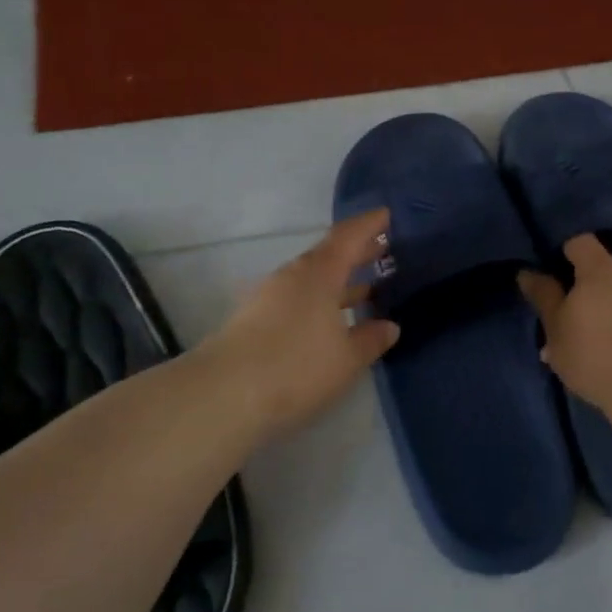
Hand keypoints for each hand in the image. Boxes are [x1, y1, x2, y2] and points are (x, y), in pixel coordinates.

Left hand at [204, 209, 399, 432]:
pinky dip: (320, 302)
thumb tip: (388, 326)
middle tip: (384, 251)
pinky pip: (297, 300)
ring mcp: (269, 298)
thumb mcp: (347, 358)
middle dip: (356, 254)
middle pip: (328, 256)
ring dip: (338, 282)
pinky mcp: (253, 321)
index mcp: (319, 273)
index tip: (387, 215)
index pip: (348, 237)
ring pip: (311, 280)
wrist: (223, 396)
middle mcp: (292, 277)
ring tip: (365, 290)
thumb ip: (371, 339)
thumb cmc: (296, 367)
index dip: (369, 225)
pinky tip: (331, 322)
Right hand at [517, 235, 611, 411]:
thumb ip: (543, 295)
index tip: (546, 272)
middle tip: (557, 314)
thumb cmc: (591, 349)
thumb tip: (527, 272)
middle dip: (576, 289)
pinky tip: (600, 354)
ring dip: (594, 311)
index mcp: (599, 268)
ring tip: (576, 342)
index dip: (561, 251)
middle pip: (597, 271)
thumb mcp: (555, 325)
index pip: (579, 242)